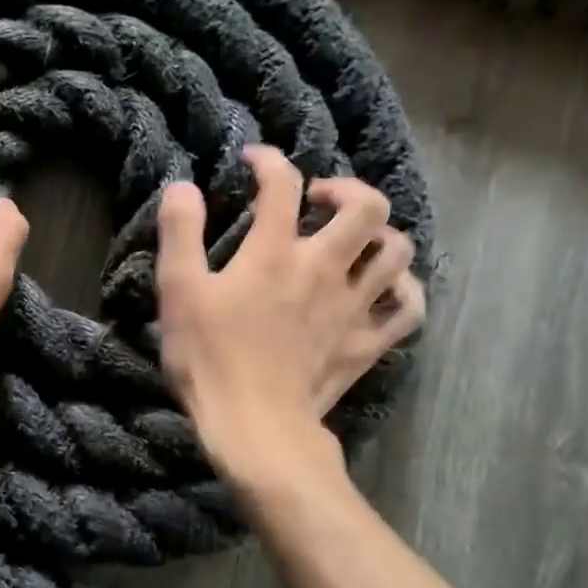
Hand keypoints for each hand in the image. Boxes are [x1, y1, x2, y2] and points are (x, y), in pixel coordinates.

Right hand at [155, 147, 424, 483]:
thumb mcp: (178, 290)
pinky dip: (403, 290)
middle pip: (366, 206)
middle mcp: (325, 268)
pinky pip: (408, 308)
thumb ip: (180, 232)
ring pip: (396, 251)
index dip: (269, 161)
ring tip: (351, 240)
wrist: (255, 427)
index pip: (282, 184)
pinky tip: (383, 288)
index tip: (253, 161)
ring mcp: (354, 306)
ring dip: (378, 234)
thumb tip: (183, 186)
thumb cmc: (208, 357)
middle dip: (344, 188)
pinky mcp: (367, 343)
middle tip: (316, 199)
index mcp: (275, 252)